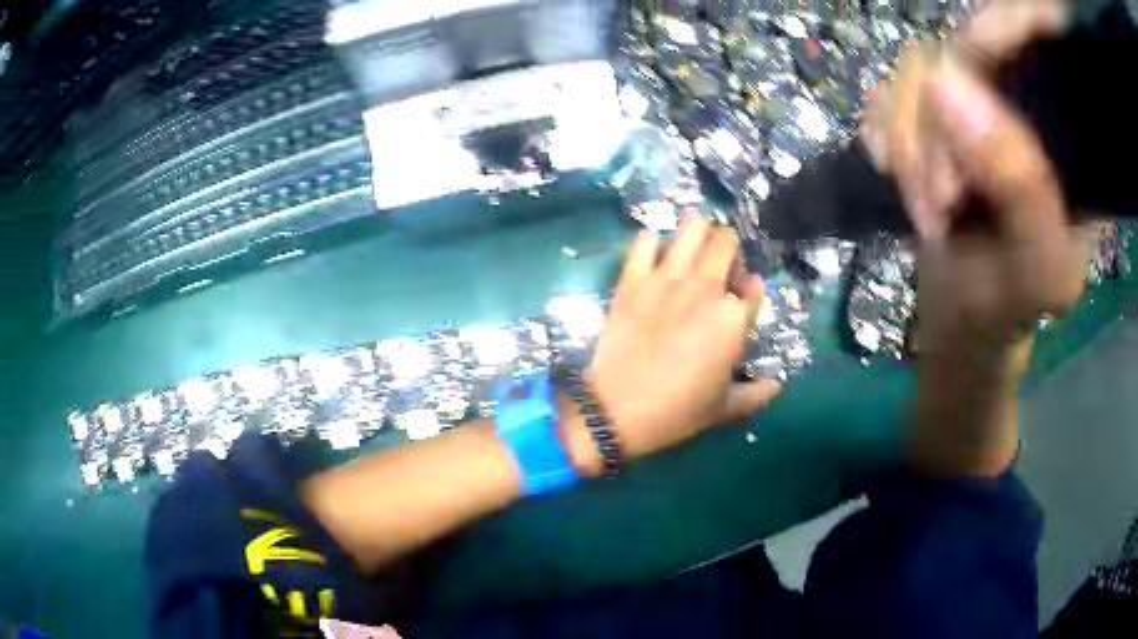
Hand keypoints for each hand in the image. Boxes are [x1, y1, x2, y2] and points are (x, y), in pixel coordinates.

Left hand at [583, 216, 781, 460]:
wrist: (617, 410)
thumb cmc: (677, 412)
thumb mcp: (724, 409)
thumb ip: (756, 394)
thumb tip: (777, 384)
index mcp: (733, 320)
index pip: (755, 287)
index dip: (752, 290)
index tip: (742, 299)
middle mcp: (706, 289)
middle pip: (727, 242)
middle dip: (729, 251)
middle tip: (719, 271)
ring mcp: (668, 279)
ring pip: (692, 227)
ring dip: (698, 236)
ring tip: (692, 255)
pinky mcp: (633, 278)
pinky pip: (645, 240)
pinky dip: (653, 244)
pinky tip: (654, 262)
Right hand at [861, 0, 1086, 350]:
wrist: (963, 323)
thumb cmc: (1008, 311)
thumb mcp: (1036, 269)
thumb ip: (1021, 185)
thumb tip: (946, 80)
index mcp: (1067, 136)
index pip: (1030, 38)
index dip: (988, 38)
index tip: (955, 89)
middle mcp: (1023, 105)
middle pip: (962, 52)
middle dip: (937, 124)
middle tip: (941, 201)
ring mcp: (976, 106)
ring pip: (920, 70)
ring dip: (908, 142)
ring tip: (926, 208)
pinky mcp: (938, 116)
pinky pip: (893, 88)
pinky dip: (885, 133)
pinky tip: (897, 175)